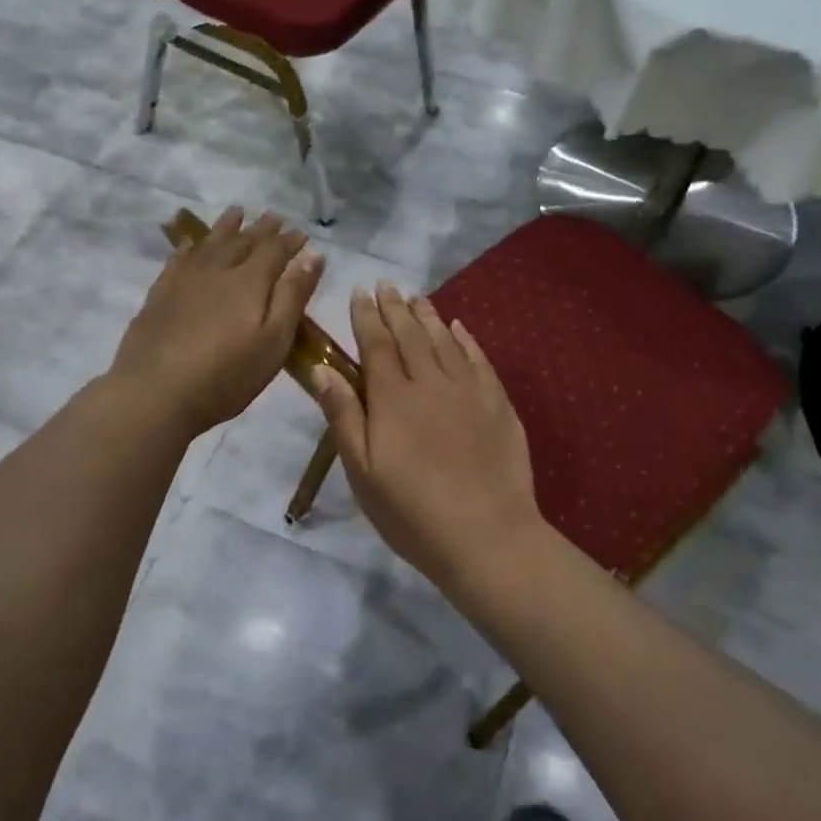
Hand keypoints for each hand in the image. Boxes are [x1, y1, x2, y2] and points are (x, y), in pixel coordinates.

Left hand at [109, 207, 323, 436]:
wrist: (155, 392)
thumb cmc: (226, 375)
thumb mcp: (273, 341)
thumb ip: (293, 296)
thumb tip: (313, 256)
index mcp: (249, 282)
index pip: (274, 251)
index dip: (290, 241)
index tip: (302, 234)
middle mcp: (217, 271)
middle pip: (243, 242)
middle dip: (262, 229)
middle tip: (274, 216)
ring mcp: (184, 281)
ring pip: (209, 244)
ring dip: (226, 227)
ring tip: (236, 212)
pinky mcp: (159, 295)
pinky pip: (177, 260)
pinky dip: (188, 248)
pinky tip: (189, 245)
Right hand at [306, 283, 540, 582]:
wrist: (487, 536)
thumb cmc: (412, 512)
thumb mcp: (363, 471)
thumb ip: (343, 415)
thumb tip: (321, 368)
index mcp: (393, 398)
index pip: (375, 345)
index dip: (366, 317)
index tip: (359, 292)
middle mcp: (431, 382)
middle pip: (410, 335)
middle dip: (395, 308)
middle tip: (386, 285)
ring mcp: (469, 390)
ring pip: (445, 340)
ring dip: (428, 316)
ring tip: (417, 297)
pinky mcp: (498, 404)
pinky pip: (479, 359)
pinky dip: (466, 339)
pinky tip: (459, 328)